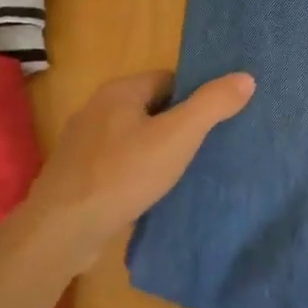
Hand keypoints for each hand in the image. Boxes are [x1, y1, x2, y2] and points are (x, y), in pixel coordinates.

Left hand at [20, 69, 253, 263]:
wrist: (62, 230)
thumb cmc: (123, 174)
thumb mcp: (178, 135)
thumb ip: (212, 104)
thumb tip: (246, 77)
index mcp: (120, 91)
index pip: (170, 79)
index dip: (197, 96)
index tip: (219, 118)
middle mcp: (97, 110)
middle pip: (153, 107)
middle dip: (180, 123)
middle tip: (210, 144)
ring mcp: (84, 145)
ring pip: (136, 137)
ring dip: (160, 149)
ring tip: (188, 169)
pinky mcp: (79, 175)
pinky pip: (120, 163)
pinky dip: (140, 171)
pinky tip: (155, 190)